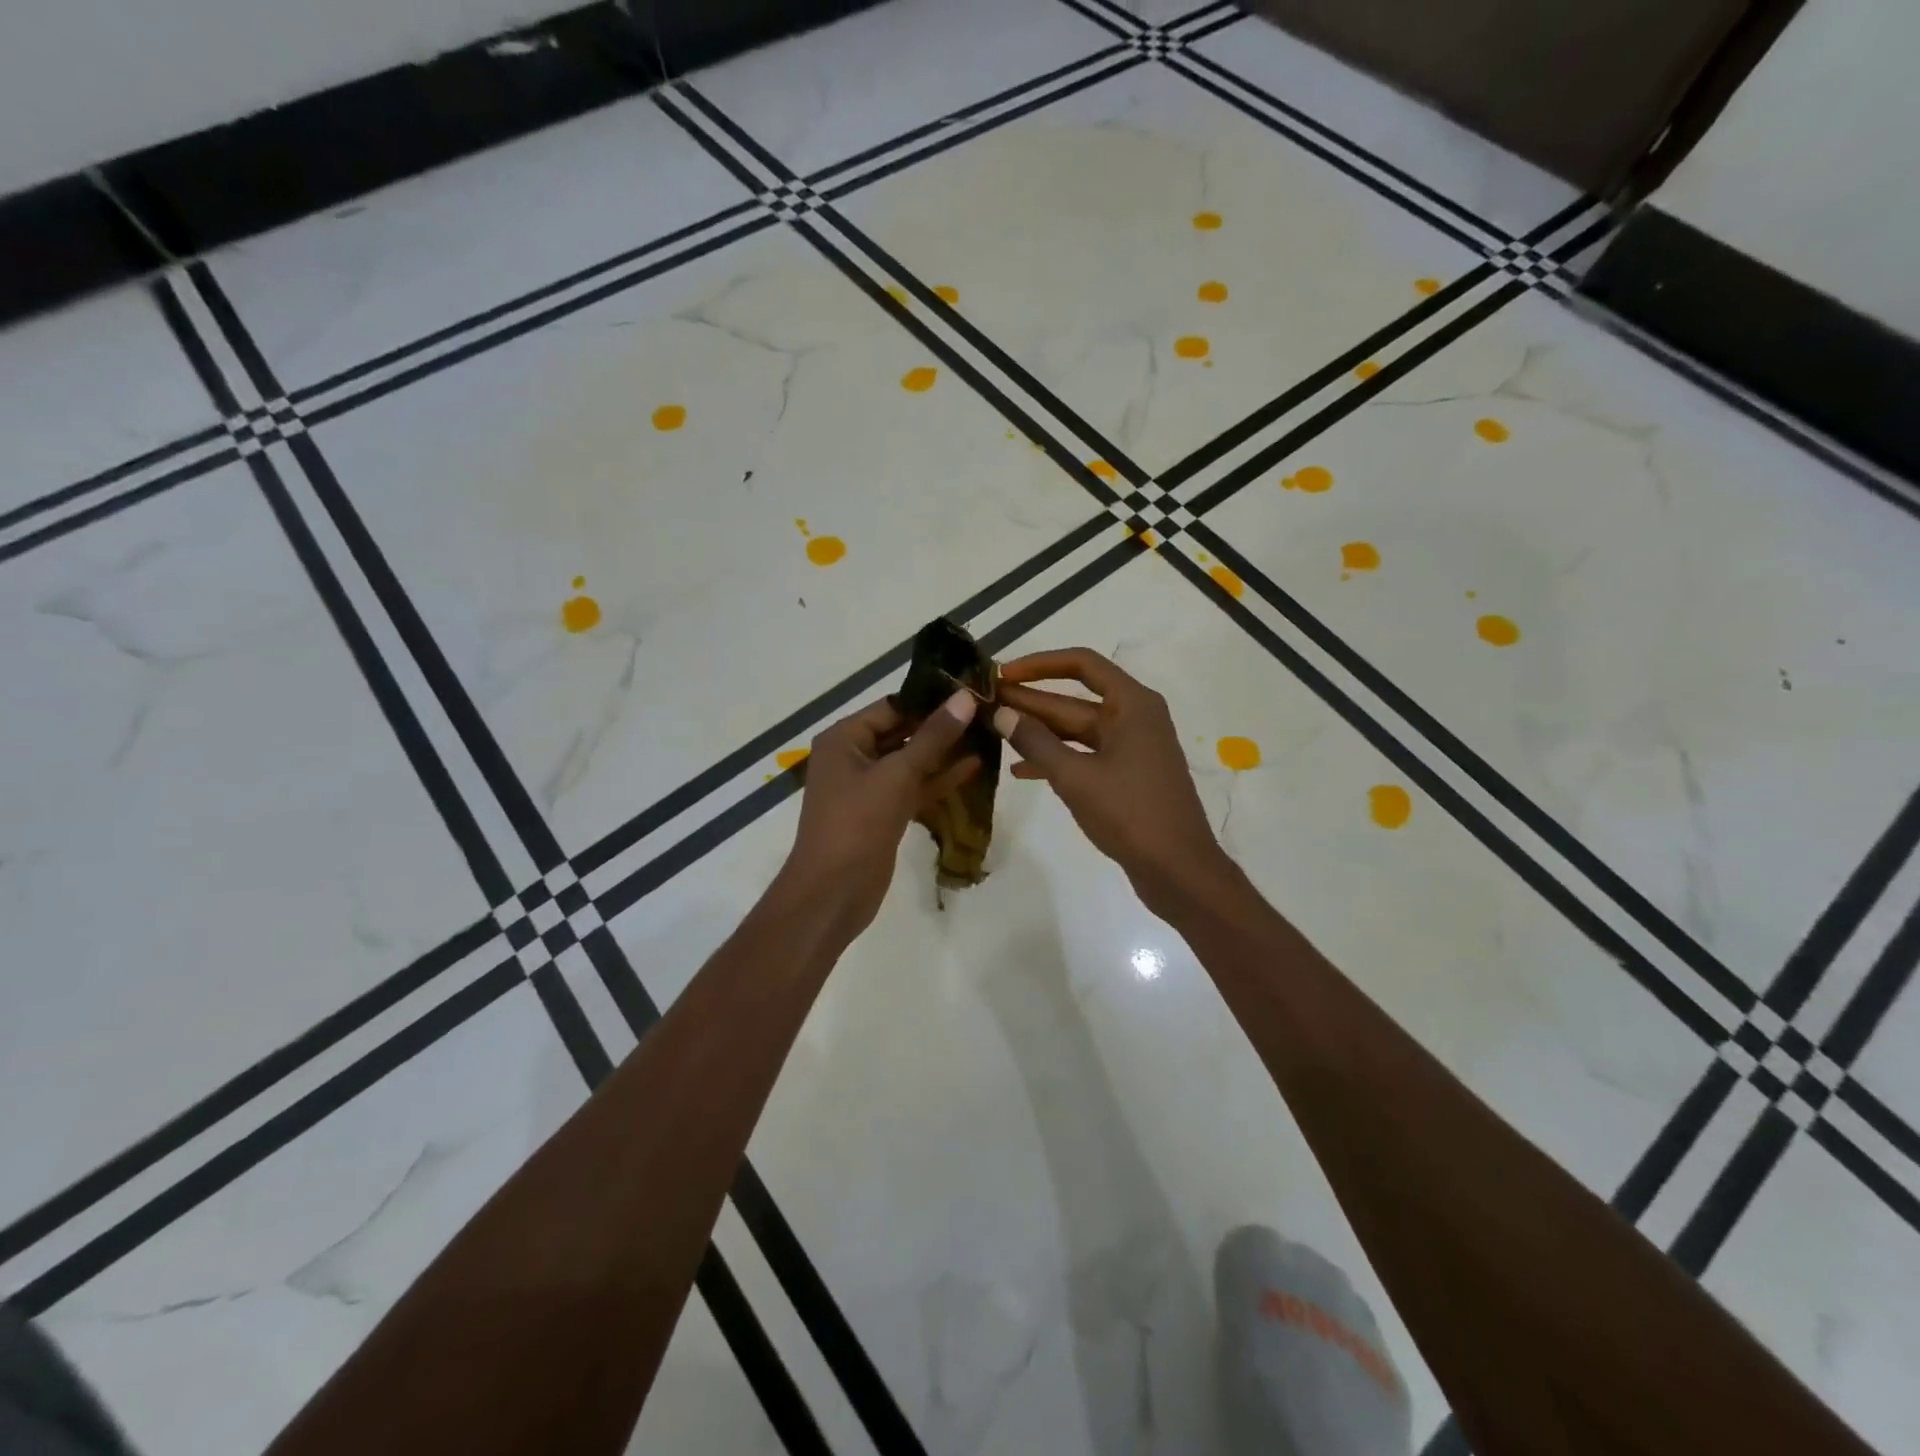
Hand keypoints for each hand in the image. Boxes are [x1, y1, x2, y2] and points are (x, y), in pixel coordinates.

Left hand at [779, 690, 981, 935]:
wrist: (833, 891)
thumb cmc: (857, 823)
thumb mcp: (897, 774)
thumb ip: (933, 736)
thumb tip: (966, 697)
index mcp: (844, 738)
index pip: (892, 706)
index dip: (931, 699)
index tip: (971, 690)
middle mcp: (854, 756)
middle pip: (903, 732)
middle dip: (942, 725)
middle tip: (986, 710)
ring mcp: (869, 787)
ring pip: (912, 761)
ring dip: (945, 752)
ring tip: (987, 734)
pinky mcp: (884, 812)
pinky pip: (914, 787)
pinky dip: (939, 779)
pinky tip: (974, 767)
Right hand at [992, 648, 1227, 914]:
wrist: (1179, 870)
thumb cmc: (1130, 814)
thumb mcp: (1076, 777)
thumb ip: (1035, 742)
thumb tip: (1002, 714)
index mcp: (1132, 705)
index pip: (1081, 664)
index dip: (1039, 664)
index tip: (1003, 674)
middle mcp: (1134, 718)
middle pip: (1075, 699)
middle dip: (1031, 700)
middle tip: (986, 702)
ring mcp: (1131, 748)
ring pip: (1077, 730)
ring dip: (1039, 731)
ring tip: (995, 731)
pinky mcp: (1126, 776)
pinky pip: (1085, 756)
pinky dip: (1056, 760)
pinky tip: (1020, 771)